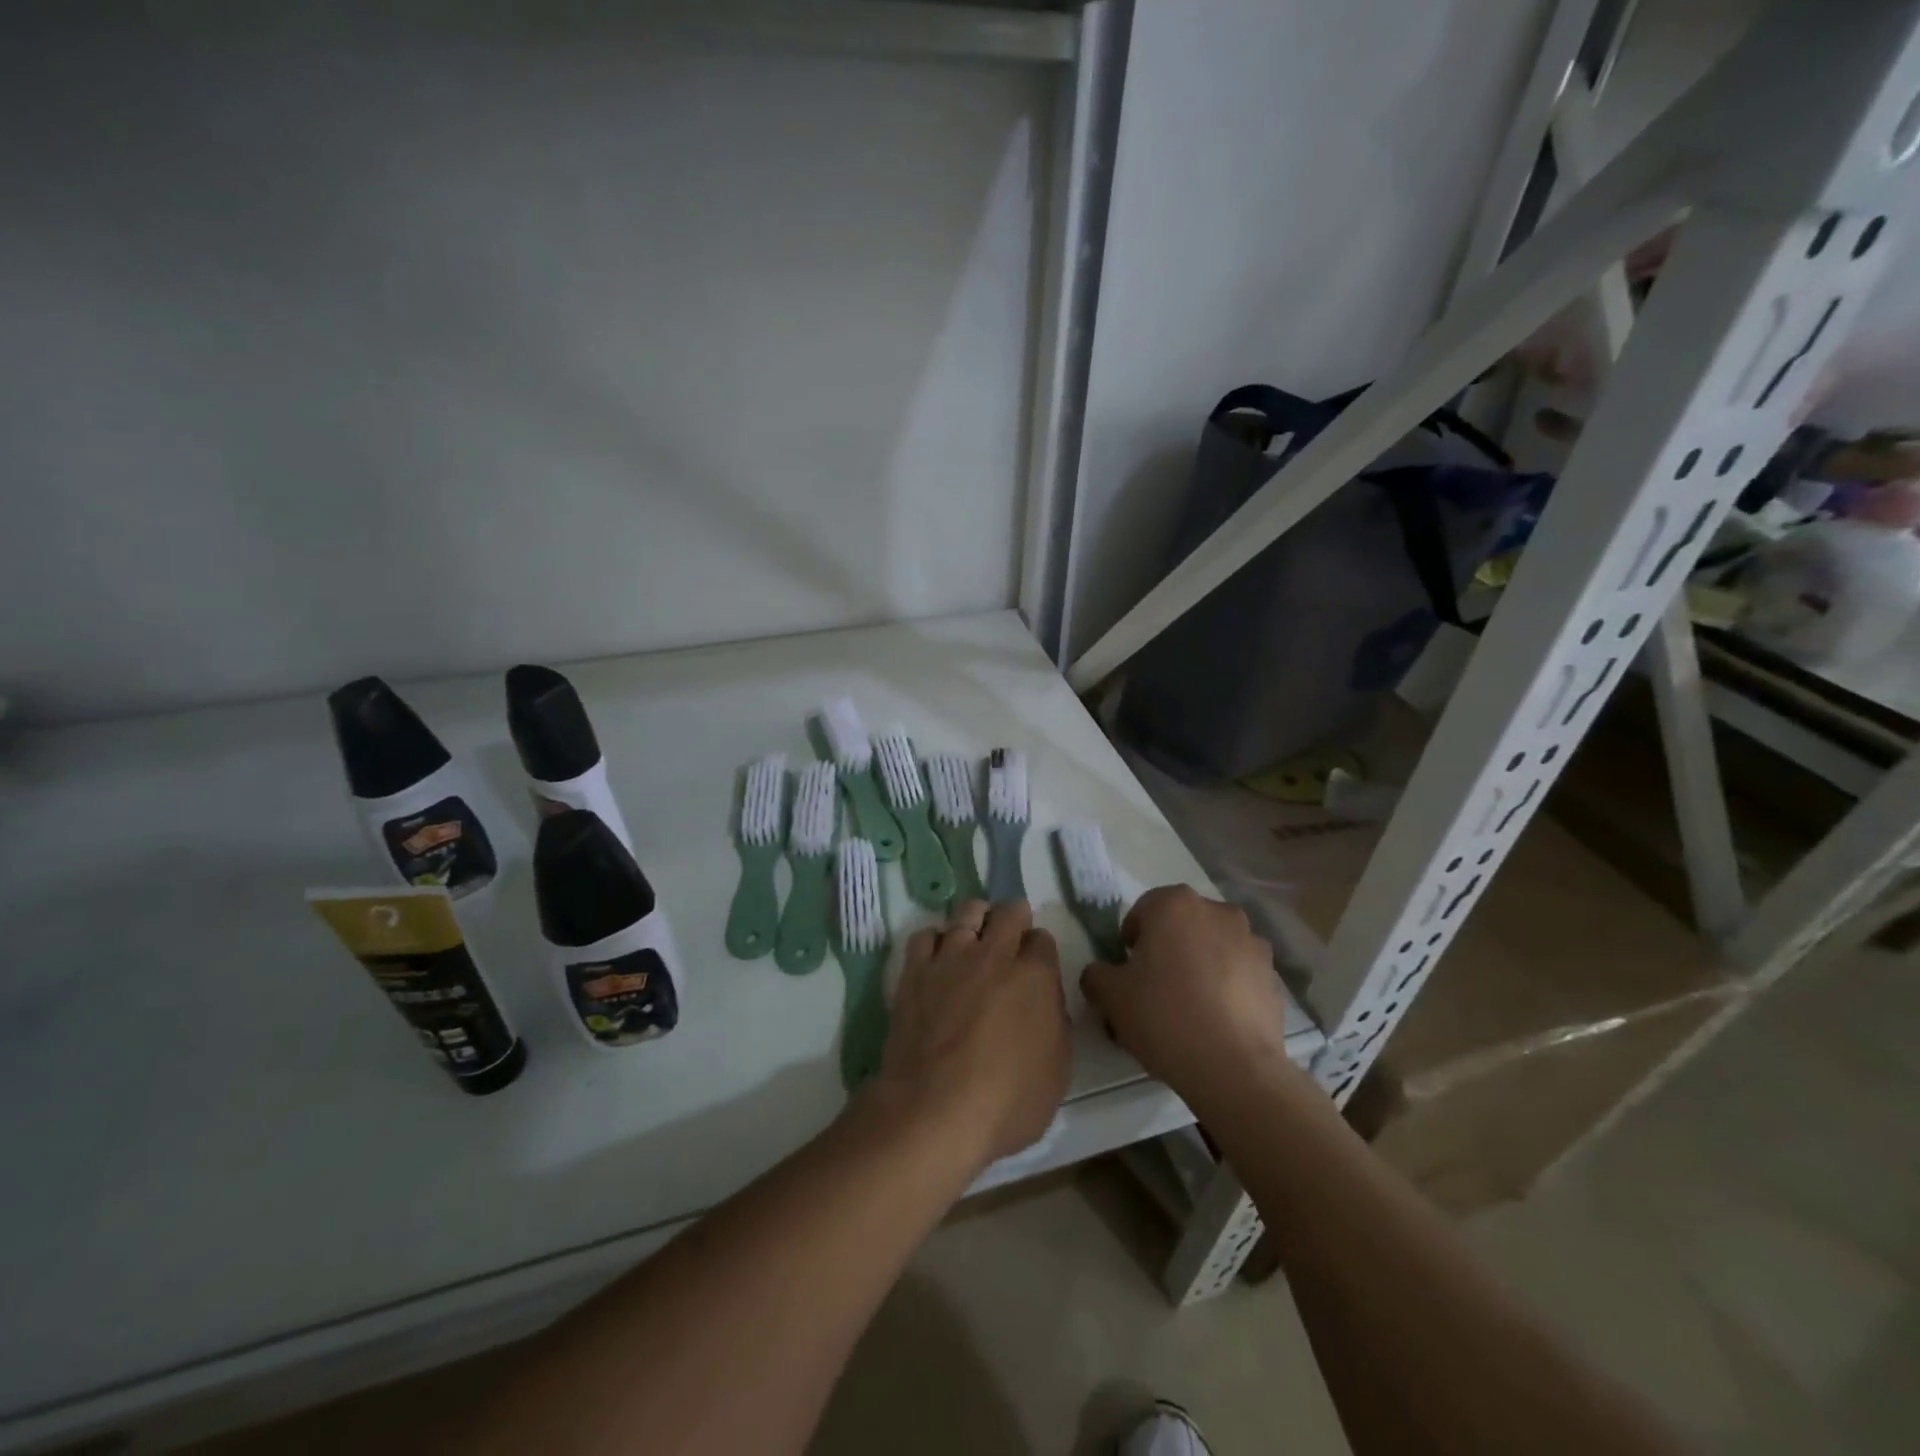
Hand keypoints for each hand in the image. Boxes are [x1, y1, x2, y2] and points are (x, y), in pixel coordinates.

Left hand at [868, 900, 1070, 1168]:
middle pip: (1008, 912)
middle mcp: (995, 955)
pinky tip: (937, 959)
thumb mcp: (1057, 1071)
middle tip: (1010, 937)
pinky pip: (926, 935)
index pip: (1043, 940)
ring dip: (976, 919)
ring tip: (975, 937)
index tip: (1036, 966)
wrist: (936, 1109)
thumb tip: (1044, 1002)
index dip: (1040, 951)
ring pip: (967, 912)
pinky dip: (935, 941)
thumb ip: (1054, 1024)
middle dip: (1013, 918)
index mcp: (1035, 977)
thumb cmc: (1007, 1102)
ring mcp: (951, 958)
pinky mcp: (915, 971)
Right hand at [1081, 885, 1294, 1115]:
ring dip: (1200, 963)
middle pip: (1182, 924)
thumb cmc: (1164, 1016)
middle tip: (1155, 987)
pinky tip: (1217, 1019)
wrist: (1234, 1068)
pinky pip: (1239, 971)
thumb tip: (1100, 974)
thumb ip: (1097, 975)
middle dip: (1168, 947)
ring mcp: (1251, 941)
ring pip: (1213, 945)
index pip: (1143, 910)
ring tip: (1190, 1006)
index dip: (1131, 940)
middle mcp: (1217, 911)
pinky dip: (1227, 985)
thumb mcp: (1111, 996)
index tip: (1128, 971)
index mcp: (1174, 904)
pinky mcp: (1273, 974)